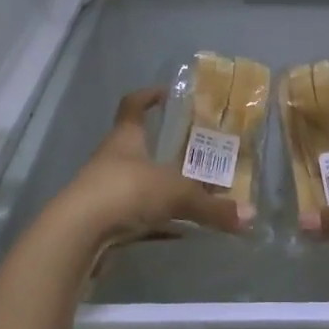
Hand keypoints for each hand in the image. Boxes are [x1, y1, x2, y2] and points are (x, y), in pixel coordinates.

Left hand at [48, 87, 252, 250]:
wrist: (77, 236)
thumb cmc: (126, 192)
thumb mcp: (176, 195)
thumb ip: (212, 207)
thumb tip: (250, 216)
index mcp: (126, 138)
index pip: (132, 106)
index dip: (147, 96)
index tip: (166, 93)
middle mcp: (112, 159)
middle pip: (135, 146)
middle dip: (161, 148)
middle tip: (193, 151)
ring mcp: (103, 191)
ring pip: (135, 183)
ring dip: (158, 187)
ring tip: (190, 192)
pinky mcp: (102, 222)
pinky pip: (133, 217)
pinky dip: (154, 222)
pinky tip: (176, 232)